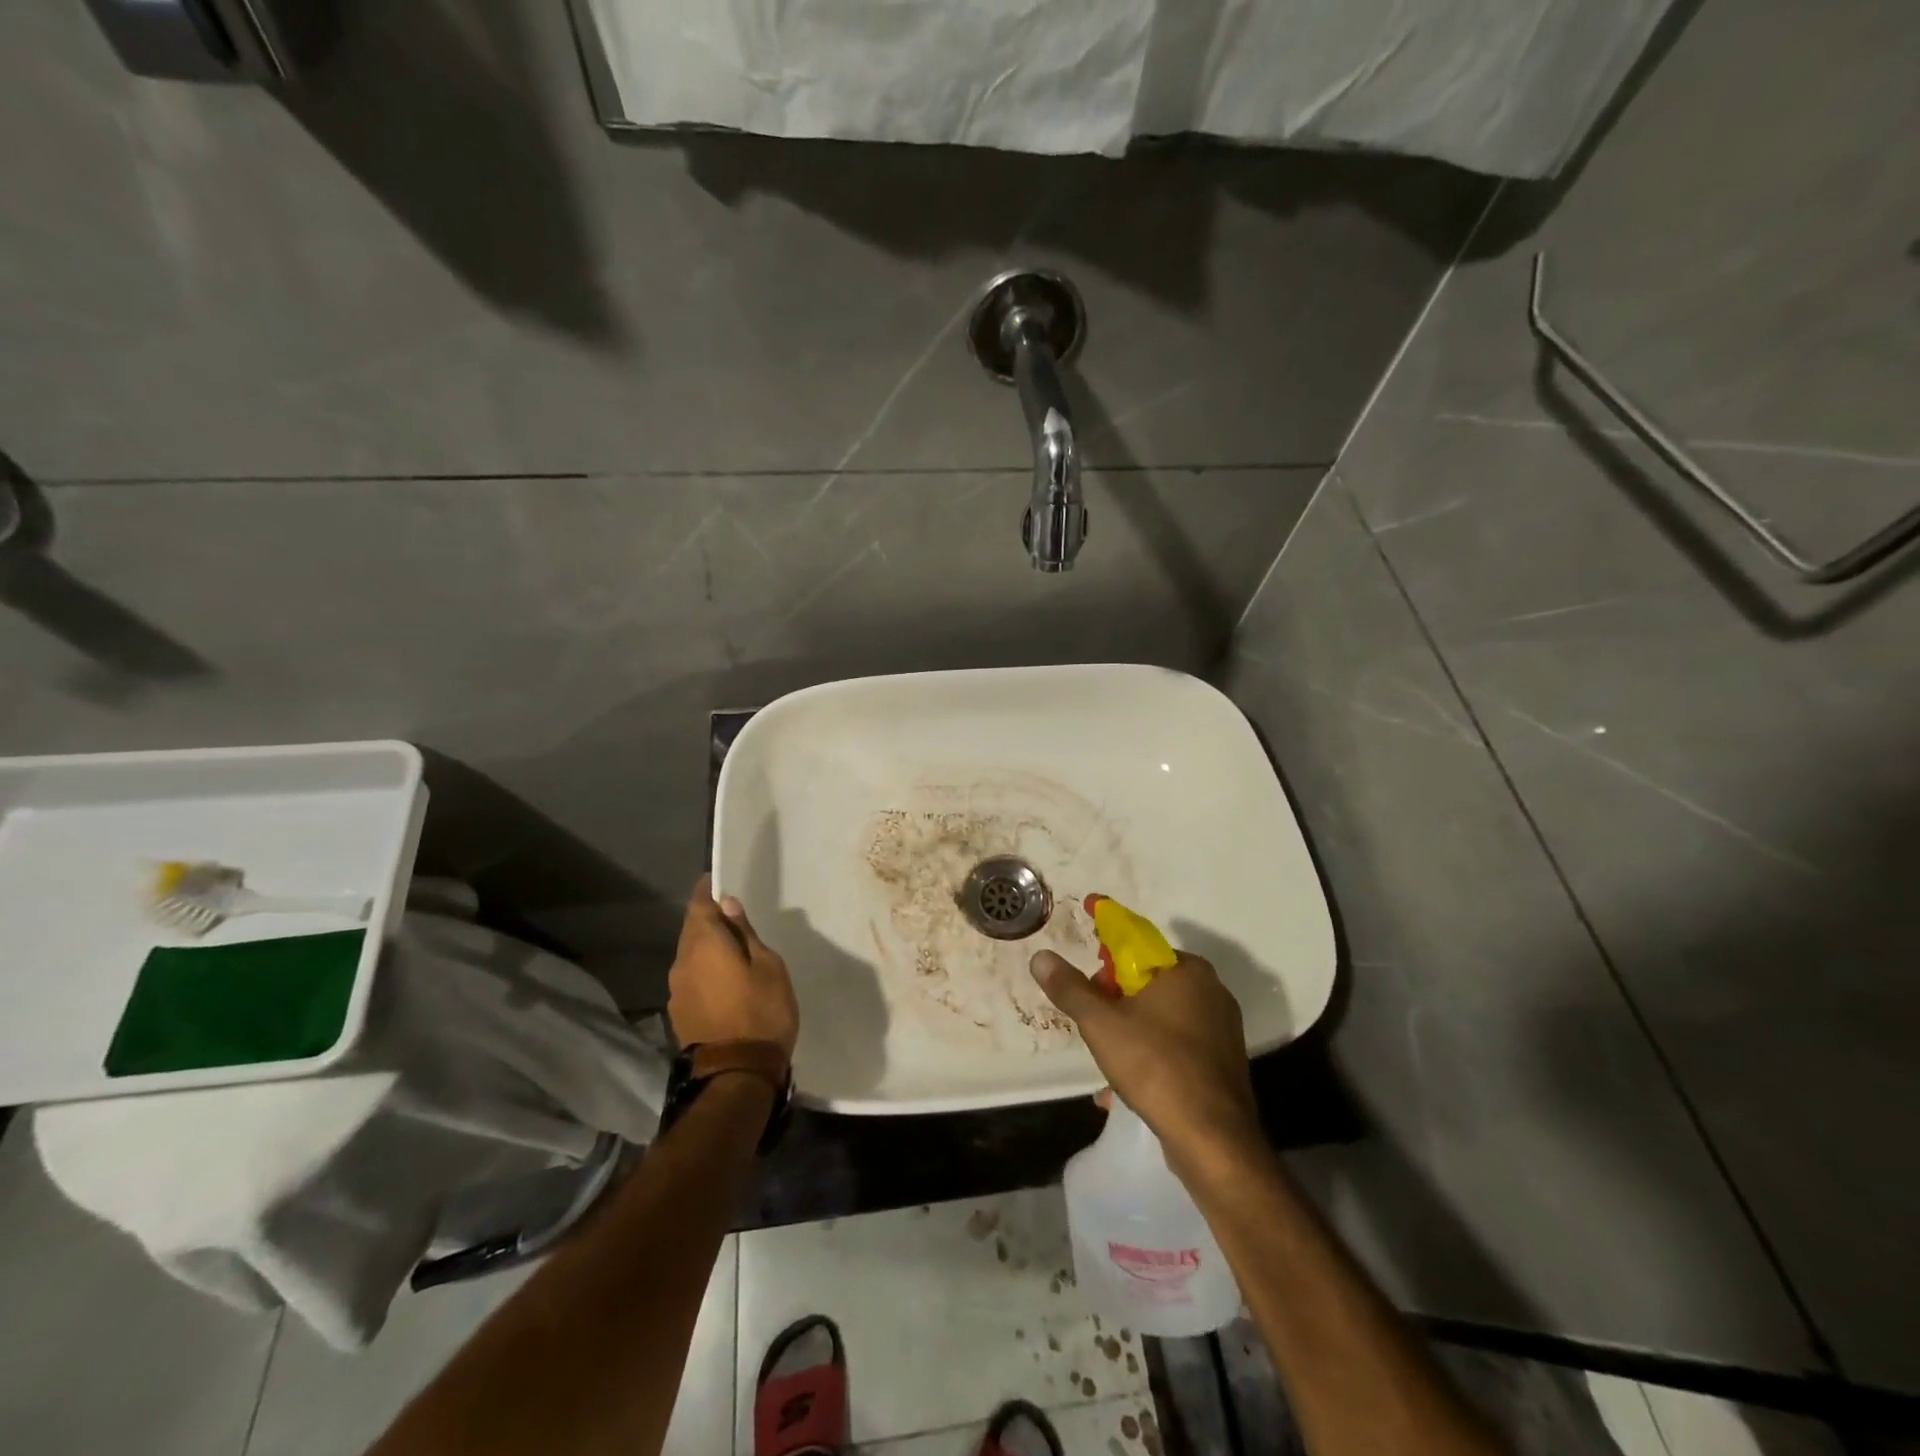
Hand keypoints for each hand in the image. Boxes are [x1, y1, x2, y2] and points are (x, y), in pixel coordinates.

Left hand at [668, 877, 798, 1058]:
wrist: (736, 1075)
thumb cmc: (761, 1012)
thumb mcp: (768, 966)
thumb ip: (746, 934)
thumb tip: (729, 906)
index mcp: (704, 944)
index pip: (699, 905)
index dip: (707, 891)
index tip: (717, 881)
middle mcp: (682, 962)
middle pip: (691, 930)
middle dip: (708, 919)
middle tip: (732, 914)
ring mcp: (677, 990)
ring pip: (689, 955)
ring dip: (706, 947)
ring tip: (731, 948)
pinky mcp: (679, 1013)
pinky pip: (691, 978)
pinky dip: (704, 970)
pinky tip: (723, 978)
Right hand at [1031, 949, 1262, 1174]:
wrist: (1212, 1139)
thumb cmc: (1155, 1066)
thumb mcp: (1100, 1023)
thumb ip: (1070, 988)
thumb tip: (1041, 957)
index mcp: (1187, 969)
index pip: (1137, 947)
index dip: (1105, 962)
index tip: (1088, 985)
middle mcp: (1212, 990)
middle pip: (1149, 982)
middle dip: (1117, 1001)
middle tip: (1096, 1026)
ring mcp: (1223, 1027)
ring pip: (1163, 1016)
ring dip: (1133, 1030)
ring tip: (1110, 1059)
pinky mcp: (1225, 1061)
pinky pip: (1180, 1044)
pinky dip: (1155, 1053)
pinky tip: (1134, 1082)